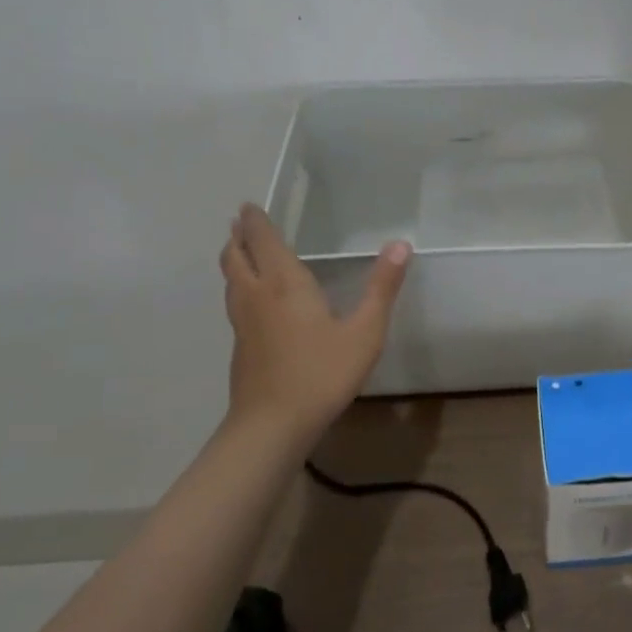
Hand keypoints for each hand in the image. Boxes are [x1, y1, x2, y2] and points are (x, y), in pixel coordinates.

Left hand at [218, 204, 410, 438]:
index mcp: (285, 283)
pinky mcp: (240, 346)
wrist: (272, 425)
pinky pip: (235, 302)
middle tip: (241, 222)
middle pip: (236, 257)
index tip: (248, 206)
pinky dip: (239, 286)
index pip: (264, 241)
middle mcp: (257, 295)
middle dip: (238, 236)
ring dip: (234, 259)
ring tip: (242, 252)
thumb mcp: (365, 331)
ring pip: (231, 280)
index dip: (256, 221)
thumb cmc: (322, 373)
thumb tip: (400, 245)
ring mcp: (243, 322)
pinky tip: (254, 300)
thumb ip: (382, 287)